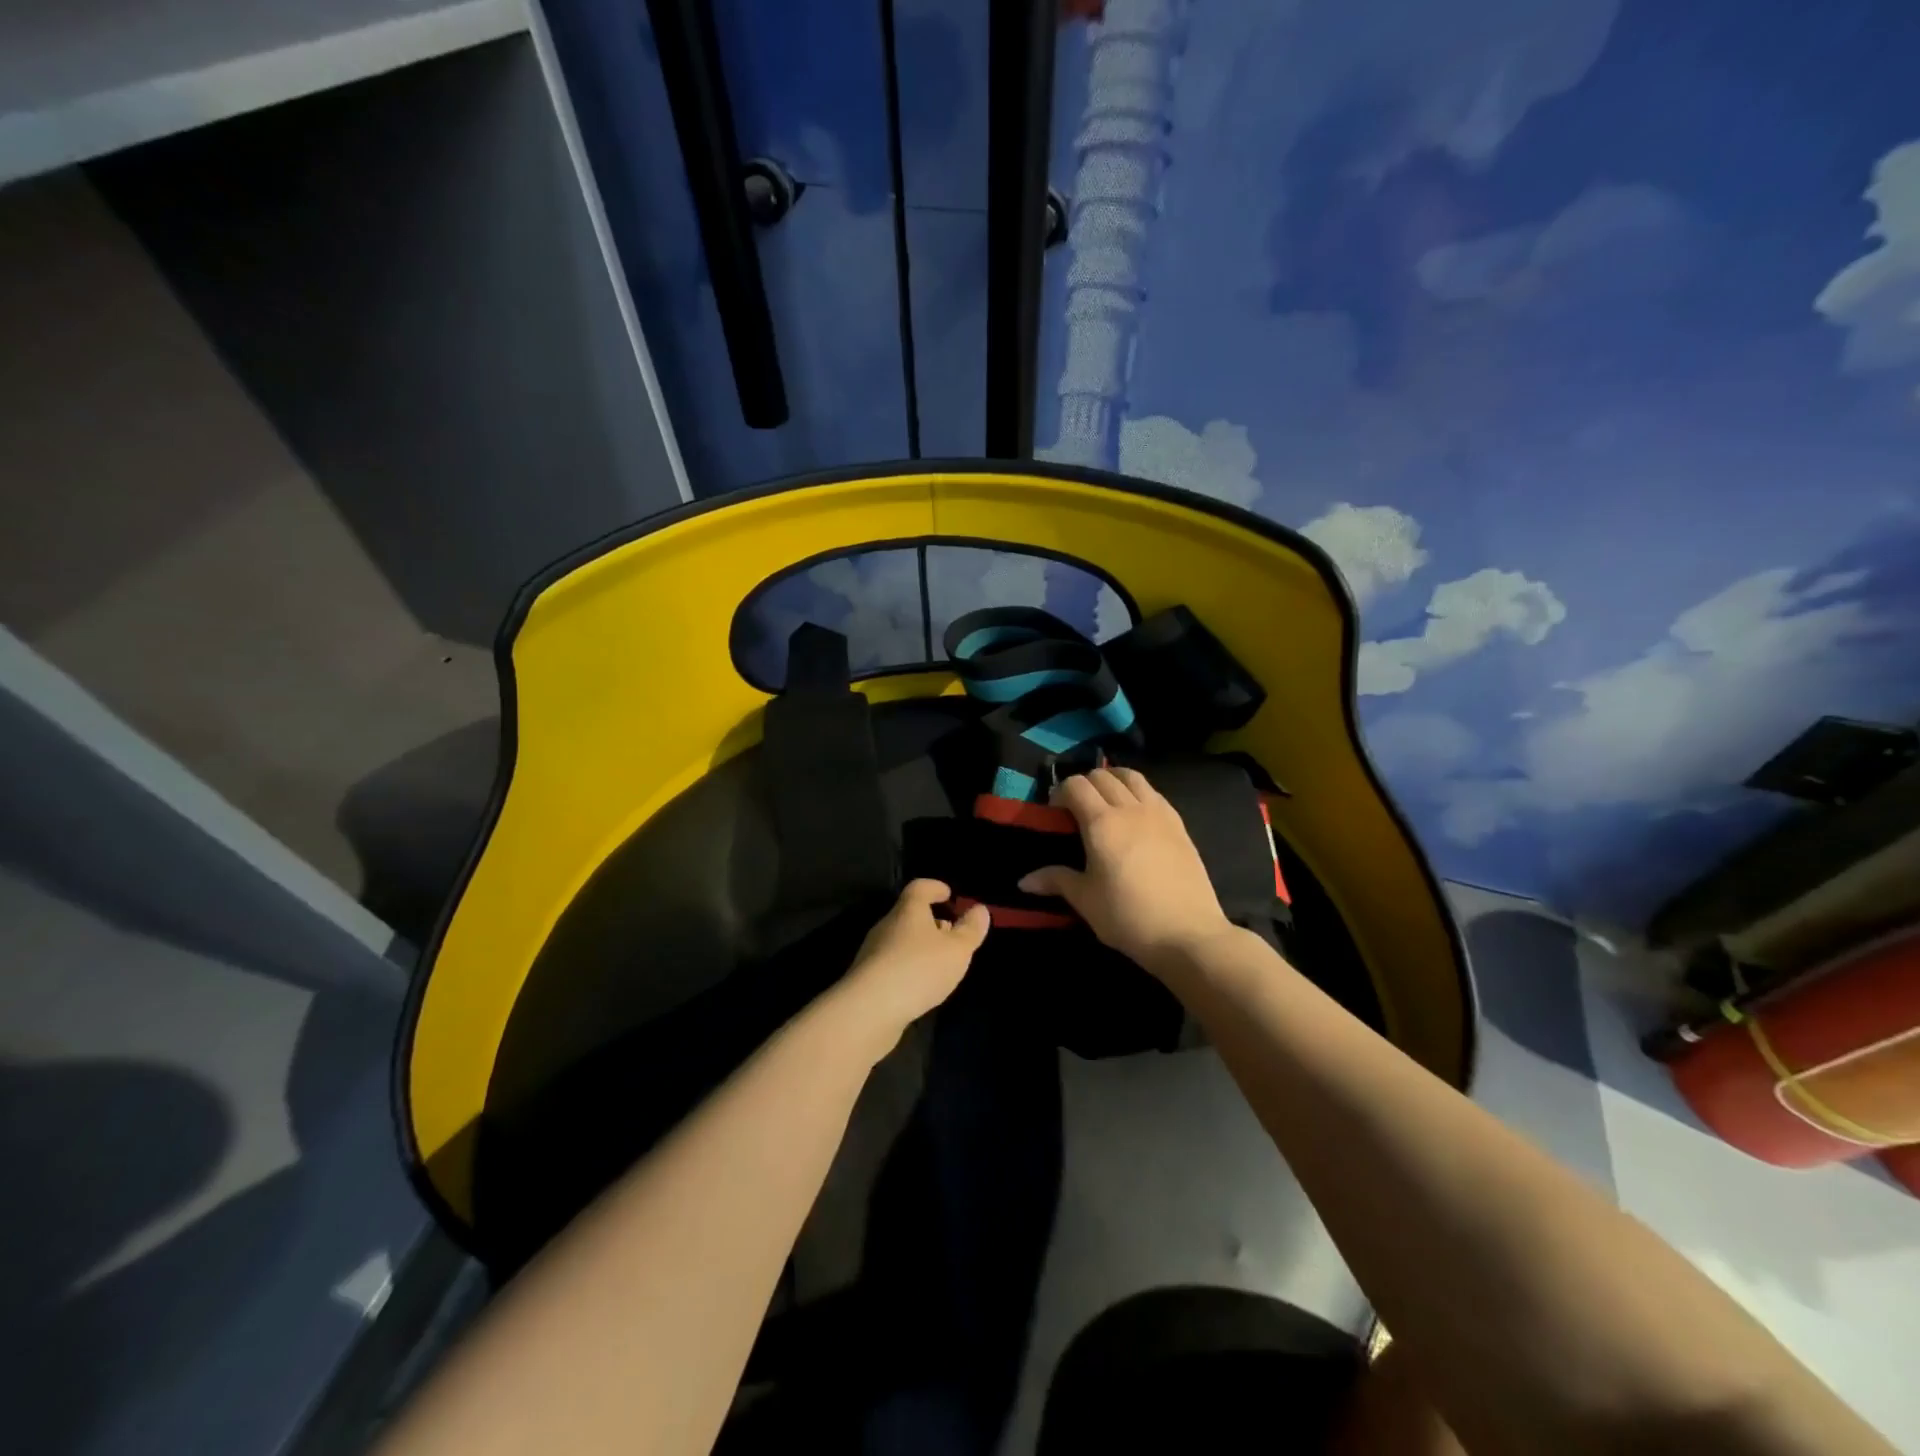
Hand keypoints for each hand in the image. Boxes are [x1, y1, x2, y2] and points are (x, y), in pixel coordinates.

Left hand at [834, 880, 989, 1053]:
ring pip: (901, 939)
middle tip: (951, 932)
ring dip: (920, 945)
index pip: (919, 887)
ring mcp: (873, 952)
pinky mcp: (867, 978)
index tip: (949, 894)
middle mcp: (887, 925)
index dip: (935, 887)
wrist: (869, 1010)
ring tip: (940, 962)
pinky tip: (920, 984)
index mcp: (908, 910)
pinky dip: (909, 966)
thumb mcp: (956, 950)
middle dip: (931, 920)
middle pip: (909, 914)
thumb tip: (979, 909)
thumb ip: (970, 930)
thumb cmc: (918, 969)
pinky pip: (893, 962)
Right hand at [1018, 767, 1237, 976]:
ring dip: (1112, 780)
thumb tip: (1024, 880)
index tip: (1055, 812)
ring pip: (1131, 777)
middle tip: (1076, 808)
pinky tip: (1135, 814)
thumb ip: (1056, 880)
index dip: (1061, 792)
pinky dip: (1137, 791)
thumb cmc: (1128, 917)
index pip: (1076, 786)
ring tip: (1106, 801)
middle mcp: (1130, 808)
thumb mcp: (1086, 900)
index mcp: (1102, 822)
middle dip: (1084, 784)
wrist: (1187, 933)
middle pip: (1102, 776)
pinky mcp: (1179, 824)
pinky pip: (1153, 792)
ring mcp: (1158, 813)